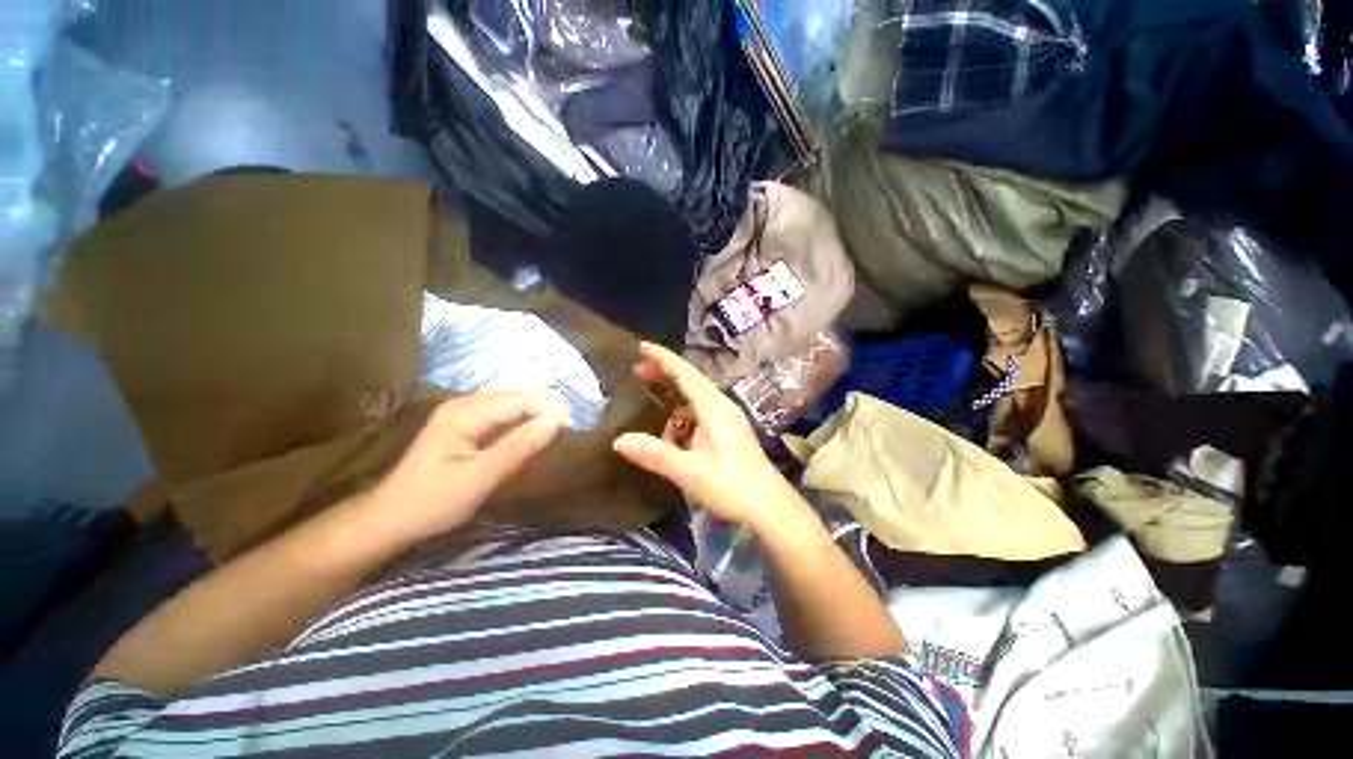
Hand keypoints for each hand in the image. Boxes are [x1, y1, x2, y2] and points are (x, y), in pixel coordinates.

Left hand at [370, 390, 563, 542]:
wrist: (388, 519)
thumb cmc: (432, 502)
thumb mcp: (479, 478)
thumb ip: (517, 447)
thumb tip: (555, 422)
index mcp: (465, 412)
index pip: (522, 398)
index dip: (550, 411)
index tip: (569, 433)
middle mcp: (464, 403)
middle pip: (518, 395)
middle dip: (546, 410)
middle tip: (563, 436)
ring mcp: (462, 411)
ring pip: (512, 402)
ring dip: (535, 415)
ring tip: (552, 435)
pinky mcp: (463, 423)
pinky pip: (502, 413)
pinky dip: (521, 421)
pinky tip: (529, 437)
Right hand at [613, 342, 807, 531]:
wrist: (770, 507)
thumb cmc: (732, 486)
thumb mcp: (689, 471)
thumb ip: (655, 454)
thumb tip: (619, 440)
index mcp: (713, 407)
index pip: (685, 373)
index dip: (662, 358)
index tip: (640, 346)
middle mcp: (721, 406)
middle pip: (690, 380)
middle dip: (664, 371)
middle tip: (637, 369)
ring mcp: (728, 418)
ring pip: (696, 396)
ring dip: (674, 393)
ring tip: (651, 397)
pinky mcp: (729, 432)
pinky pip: (701, 412)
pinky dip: (683, 413)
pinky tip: (672, 430)